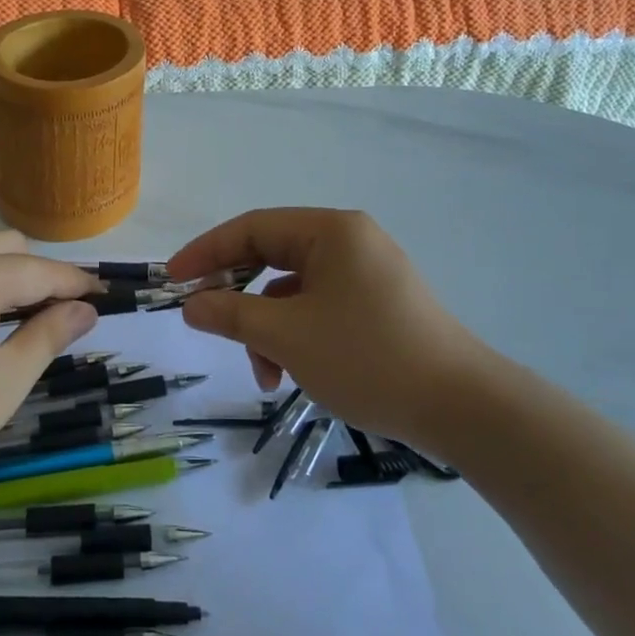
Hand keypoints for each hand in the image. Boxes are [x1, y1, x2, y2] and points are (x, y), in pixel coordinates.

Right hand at [167, 208, 505, 440]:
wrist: (463, 408)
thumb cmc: (368, 358)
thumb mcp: (288, 336)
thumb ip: (231, 314)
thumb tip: (190, 304)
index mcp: (331, 231)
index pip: (252, 227)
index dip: (206, 252)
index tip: (172, 280)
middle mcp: (350, 241)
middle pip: (272, 257)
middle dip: (238, 297)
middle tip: (206, 322)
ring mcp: (367, 274)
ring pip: (294, 290)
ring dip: (268, 328)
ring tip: (267, 375)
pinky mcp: (378, 305)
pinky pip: (320, 308)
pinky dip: (297, 336)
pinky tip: (291, 374)